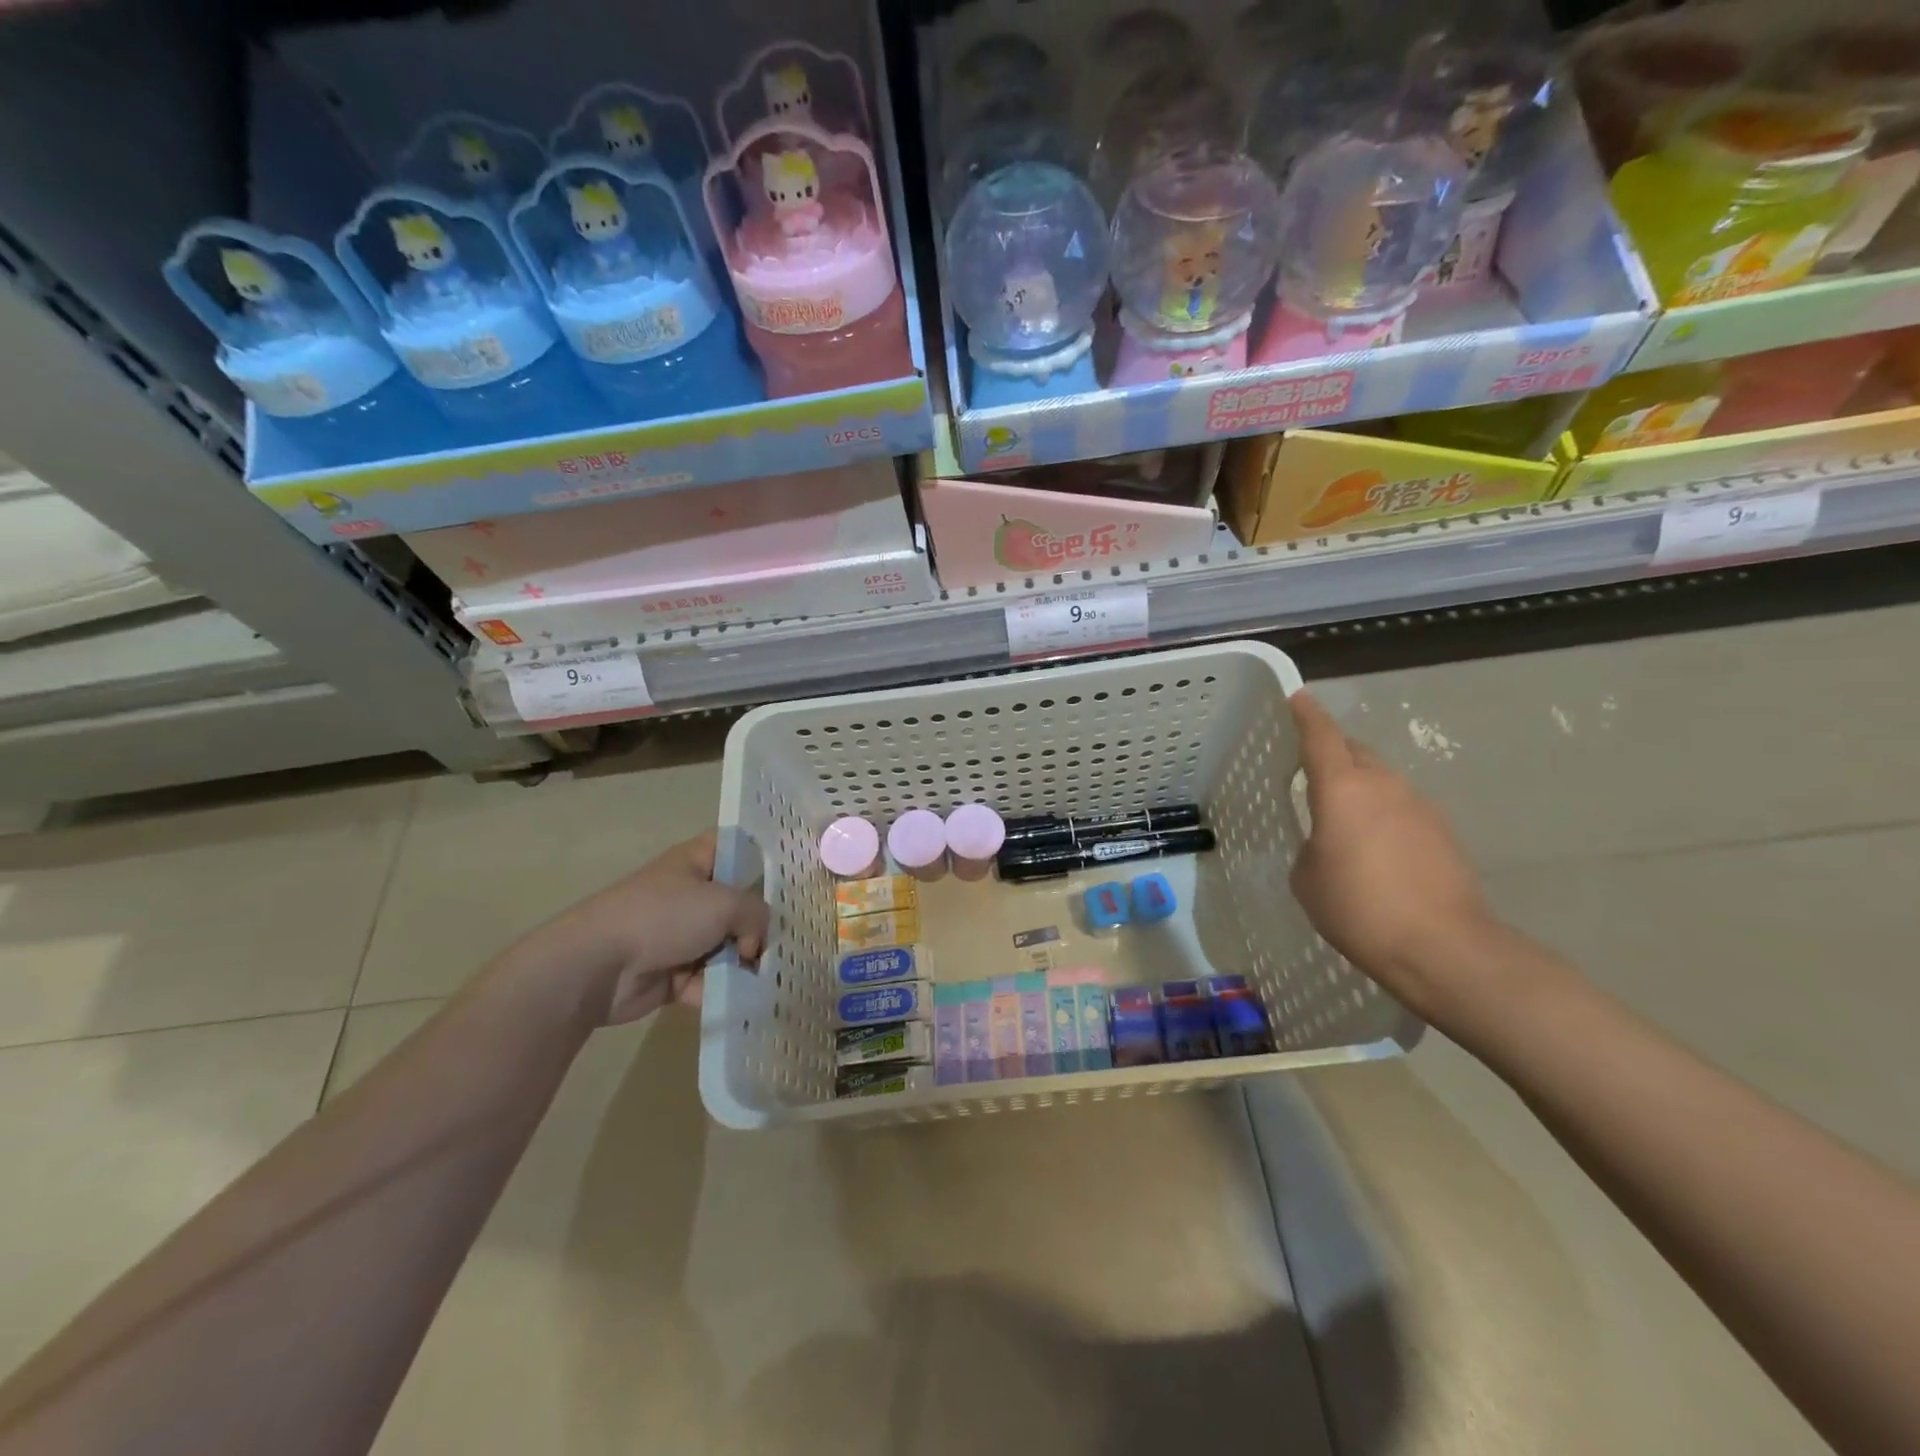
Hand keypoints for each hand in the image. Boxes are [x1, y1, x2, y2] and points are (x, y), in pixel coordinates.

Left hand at [500, 831, 768, 1026]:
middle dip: (761, 922)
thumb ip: (756, 914)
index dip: (760, 854)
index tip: (791, 873)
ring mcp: (680, 935)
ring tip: (772, 974)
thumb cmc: (662, 917)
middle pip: (737, 902)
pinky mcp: (672, 973)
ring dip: (745, 962)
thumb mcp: (723, 903)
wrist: (596, 967)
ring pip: (726, 944)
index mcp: (695, 862)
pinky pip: (709, 979)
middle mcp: (689, 895)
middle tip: (791, 937)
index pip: (734, 846)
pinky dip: (724, 988)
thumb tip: (755, 942)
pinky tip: (747, 998)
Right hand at [1288, 691, 1497, 1021]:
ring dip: (1359, 787)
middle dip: (1332, 752)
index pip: (1321, 736)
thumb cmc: (1359, 909)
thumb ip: (1310, 845)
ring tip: (1340, 818)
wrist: (1444, 948)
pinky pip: (1401, 808)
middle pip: (1355, 752)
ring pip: (1381, 780)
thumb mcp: (1307, 879)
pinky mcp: (1443, 832)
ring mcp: (1420, 806)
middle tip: (1309, 769)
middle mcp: (1384, 785)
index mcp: (1343, 788)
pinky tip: (1374, 849)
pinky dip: (1382, 814)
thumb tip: (1326, 842)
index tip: (1296, 699)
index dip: (1306, 715)